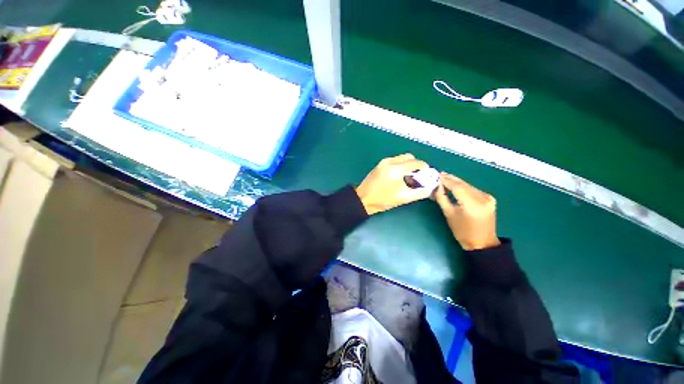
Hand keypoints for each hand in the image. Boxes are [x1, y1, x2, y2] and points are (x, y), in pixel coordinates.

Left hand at [355, 154, 432, 214]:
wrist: (363, 199)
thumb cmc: (383, 200)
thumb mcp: (403, 198)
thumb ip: (420, 192)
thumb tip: (431, 186)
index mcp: (395, 169)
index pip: (416, 163)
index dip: (425, 168)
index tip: (427, 175)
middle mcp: (389, 161)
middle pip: (409, 157)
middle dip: (416, 165)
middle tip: (418, 176)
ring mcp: (383, 162)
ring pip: (401, 158)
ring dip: (408, 165)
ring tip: (408, 177)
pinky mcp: (379, 165)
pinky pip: (394, 161)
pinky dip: (400, 166)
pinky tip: (399, 177)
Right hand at [434, 173, 500, 250]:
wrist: (482, 243)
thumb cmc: (462, 231)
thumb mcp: (449, 214)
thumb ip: (442, 198)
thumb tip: (437, 187)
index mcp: (472, 204)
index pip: (457, 187)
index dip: (446, 181)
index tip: (436, 176)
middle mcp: (482, 198)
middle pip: (464, 184)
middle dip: (451, 179)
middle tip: (440, 174)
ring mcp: (488, 198)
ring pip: (468, 186)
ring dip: (457, 182)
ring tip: (445, 178)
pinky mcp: (489, 199)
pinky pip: (473, 190)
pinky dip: (464, 187)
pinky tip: (456, 185)